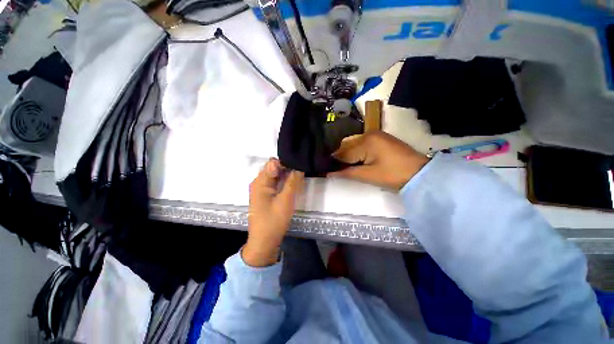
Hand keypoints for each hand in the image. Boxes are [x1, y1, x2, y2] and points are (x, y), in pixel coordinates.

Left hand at [243, 158, 304, 266]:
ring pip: (276, 175)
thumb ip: (292, 181)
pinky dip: (285, 181)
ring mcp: (262, 189)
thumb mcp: (285, 200)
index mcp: (260, 181)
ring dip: (287, 174)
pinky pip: (276, 183)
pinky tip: (294, 183)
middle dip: (288, 167)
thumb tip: (298, 166)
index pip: (273, 163)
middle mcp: (259, 182)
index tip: (299, 164)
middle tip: (303, 169)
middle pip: (274, 168)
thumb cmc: (273, 221)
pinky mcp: (266, 195)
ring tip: (301, 174)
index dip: (287, 161)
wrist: (264, 242)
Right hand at [329, 132, 427, 190]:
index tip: (326, 169)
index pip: (343, 152)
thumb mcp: (368, 175)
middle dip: (340, 157)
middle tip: (336, 169)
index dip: (334, 161)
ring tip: (345, 166)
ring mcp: (376, 135)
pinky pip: (362, 143)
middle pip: (347, 145)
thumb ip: (347, 173)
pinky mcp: (381, 139)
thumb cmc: (393, 175)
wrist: (420, 174)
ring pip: (354, 143)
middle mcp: (369, 133)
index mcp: (366, 141)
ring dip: (348, 154)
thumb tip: (329, 173)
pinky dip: (356, 152)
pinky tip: (356, 160)